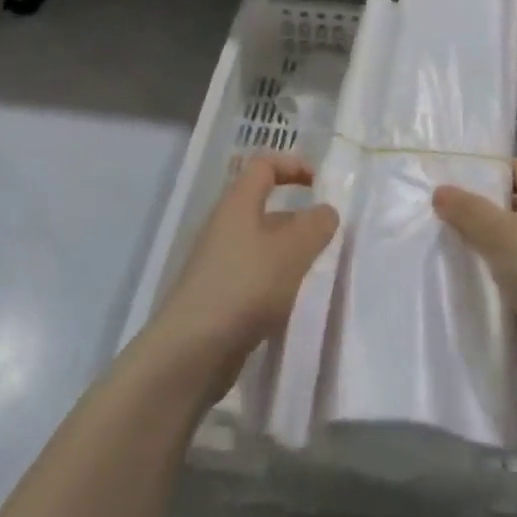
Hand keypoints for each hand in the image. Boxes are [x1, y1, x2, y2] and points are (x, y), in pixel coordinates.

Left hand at [153, 155, 335, 395]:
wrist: (191, 351)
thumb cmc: (245, 286)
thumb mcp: (292, 250)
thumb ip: (316, 225)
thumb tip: (325, 211)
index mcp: (237, 203)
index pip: (263, 165)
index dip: (292, 165)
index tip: (320, 184)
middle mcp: (223, 225)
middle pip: (261, 203)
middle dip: (295, 214)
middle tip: (324, 233)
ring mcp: (217, 260)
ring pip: (258, 240)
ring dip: (287, 248)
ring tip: (313, 268)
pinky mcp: (217, 293)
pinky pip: (252, 271)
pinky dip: (274, 276)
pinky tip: (289, 298)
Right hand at [434, 159, 516, 377]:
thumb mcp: (500, 232)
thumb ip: (467, 210)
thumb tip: (440, 191)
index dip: (489, 168)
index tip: (450, 176)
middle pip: (506, 208)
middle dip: (473, 211)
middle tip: (429, 212)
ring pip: (502, 248)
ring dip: (475, 250)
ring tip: (431, 247)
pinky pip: (504, 283)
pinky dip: (484, 285)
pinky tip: (451, 286)